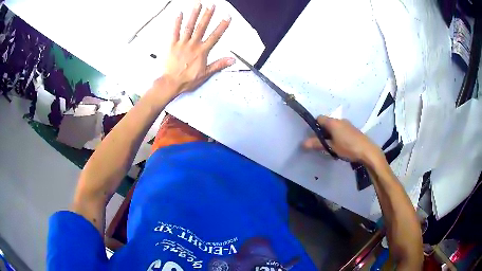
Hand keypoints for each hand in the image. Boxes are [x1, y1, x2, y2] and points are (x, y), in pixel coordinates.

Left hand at [161, 3, 234, 94]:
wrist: (171, 83)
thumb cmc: (187, 79)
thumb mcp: (206, 74)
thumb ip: (219, 64)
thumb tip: (232, 60)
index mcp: (202, 51)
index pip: (215, 36)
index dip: (222, 26)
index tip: (227, 17)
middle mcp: (193, 45)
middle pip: (202, 27)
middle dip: (207, 15)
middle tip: (212, 5)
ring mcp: (182, 44)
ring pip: (189, 27)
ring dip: (194, 14)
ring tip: (198, 5)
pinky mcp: (172, 45)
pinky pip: (174, 32)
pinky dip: (177, 22)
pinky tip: (180, 13)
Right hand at [303, 116, 382, 162]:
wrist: (367, 151)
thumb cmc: (348, 147)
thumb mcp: (331, 147)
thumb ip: (317, 144)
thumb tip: (303, 143)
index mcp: (333, 122)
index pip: (319, 118)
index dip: (314, 126)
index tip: (313, 136)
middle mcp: (340, 120)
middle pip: (327, 123)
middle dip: (323, 132)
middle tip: (321, 144)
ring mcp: (347, 124)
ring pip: (335, 127)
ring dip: (331, 134)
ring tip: (331, 146)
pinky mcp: (353, 130)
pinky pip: (341, 130)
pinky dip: (338, 135)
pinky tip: (341, 146)